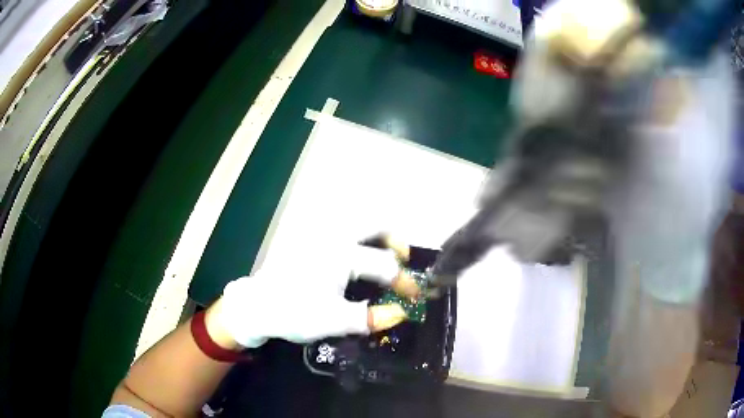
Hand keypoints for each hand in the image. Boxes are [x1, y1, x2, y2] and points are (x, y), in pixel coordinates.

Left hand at [212, 241, 418, 347]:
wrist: (257, 306)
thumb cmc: (294, 312)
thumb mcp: (334, 321)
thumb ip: (370, 317)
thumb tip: (400, 313)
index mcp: (340, 255)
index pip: (384, 265)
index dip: (404, 282)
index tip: (414, 295)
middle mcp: (332, 236)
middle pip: (374, 223)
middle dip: (394, 239)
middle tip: (402, 256)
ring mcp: (317, 233)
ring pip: (355, 220)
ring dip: (375, 233)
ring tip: (383, 252)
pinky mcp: (307, 236)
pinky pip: (340, 225)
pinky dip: (356, 233)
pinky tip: (356, 252)